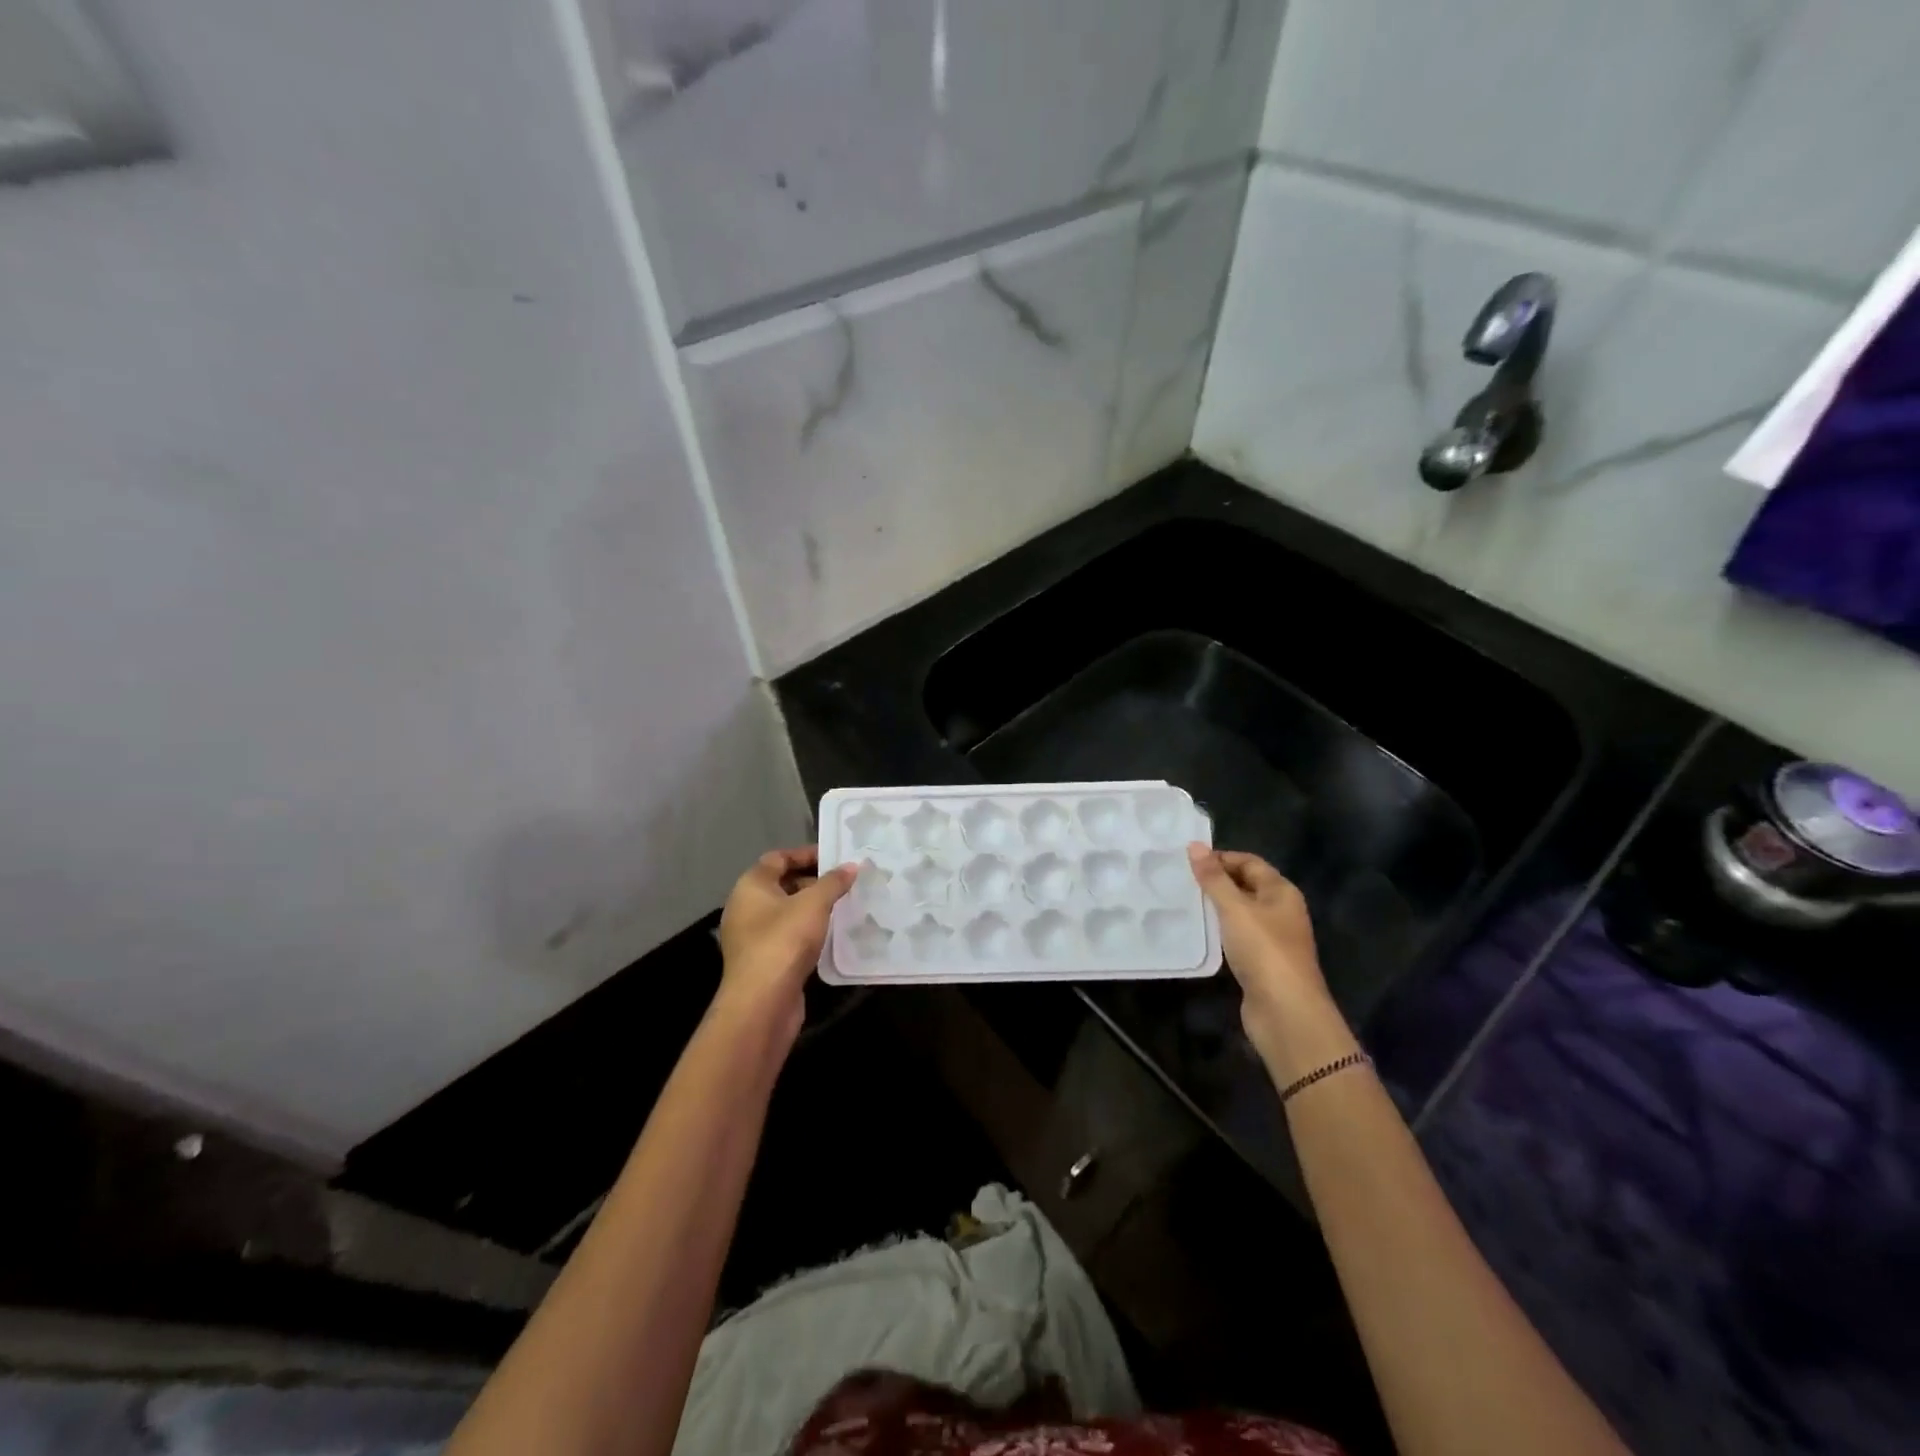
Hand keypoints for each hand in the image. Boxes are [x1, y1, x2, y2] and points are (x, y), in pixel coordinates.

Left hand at [716, 847, 854, 1044]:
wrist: (762, 1003)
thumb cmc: (784, 941)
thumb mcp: (814, 904)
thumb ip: (833, 882)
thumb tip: (851, 866)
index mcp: (751, 886)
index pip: (778, 858)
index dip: (806, 854)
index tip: (835, 858)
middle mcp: (746, 907)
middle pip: (781, 884)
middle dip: (813, 881)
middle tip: (844, 883)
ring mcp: (752, 936)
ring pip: (786, 912)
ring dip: (812, 908)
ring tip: (843, 905)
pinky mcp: (763, 960)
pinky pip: (787, 935)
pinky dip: (807, 930)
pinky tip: (830, 934)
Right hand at [1188, 844, 1354, 1076]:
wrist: (1285, 1011)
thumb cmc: (1263, 950)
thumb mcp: (1235, 908)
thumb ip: (1213, 878)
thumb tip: (1195, 846)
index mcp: (1281, 892)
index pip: (1249, 862)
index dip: (1220, 858)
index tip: (1187, 861)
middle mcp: (1280, 911)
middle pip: (1246, 885)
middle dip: (1216, 881)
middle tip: (1180, 879)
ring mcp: (1272, 938)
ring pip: (1240, 912)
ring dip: (1216, 906)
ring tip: (1183, 902)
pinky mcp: (1261, 962)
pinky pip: (1237, 935)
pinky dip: (1219, 930)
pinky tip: (1199, 932)